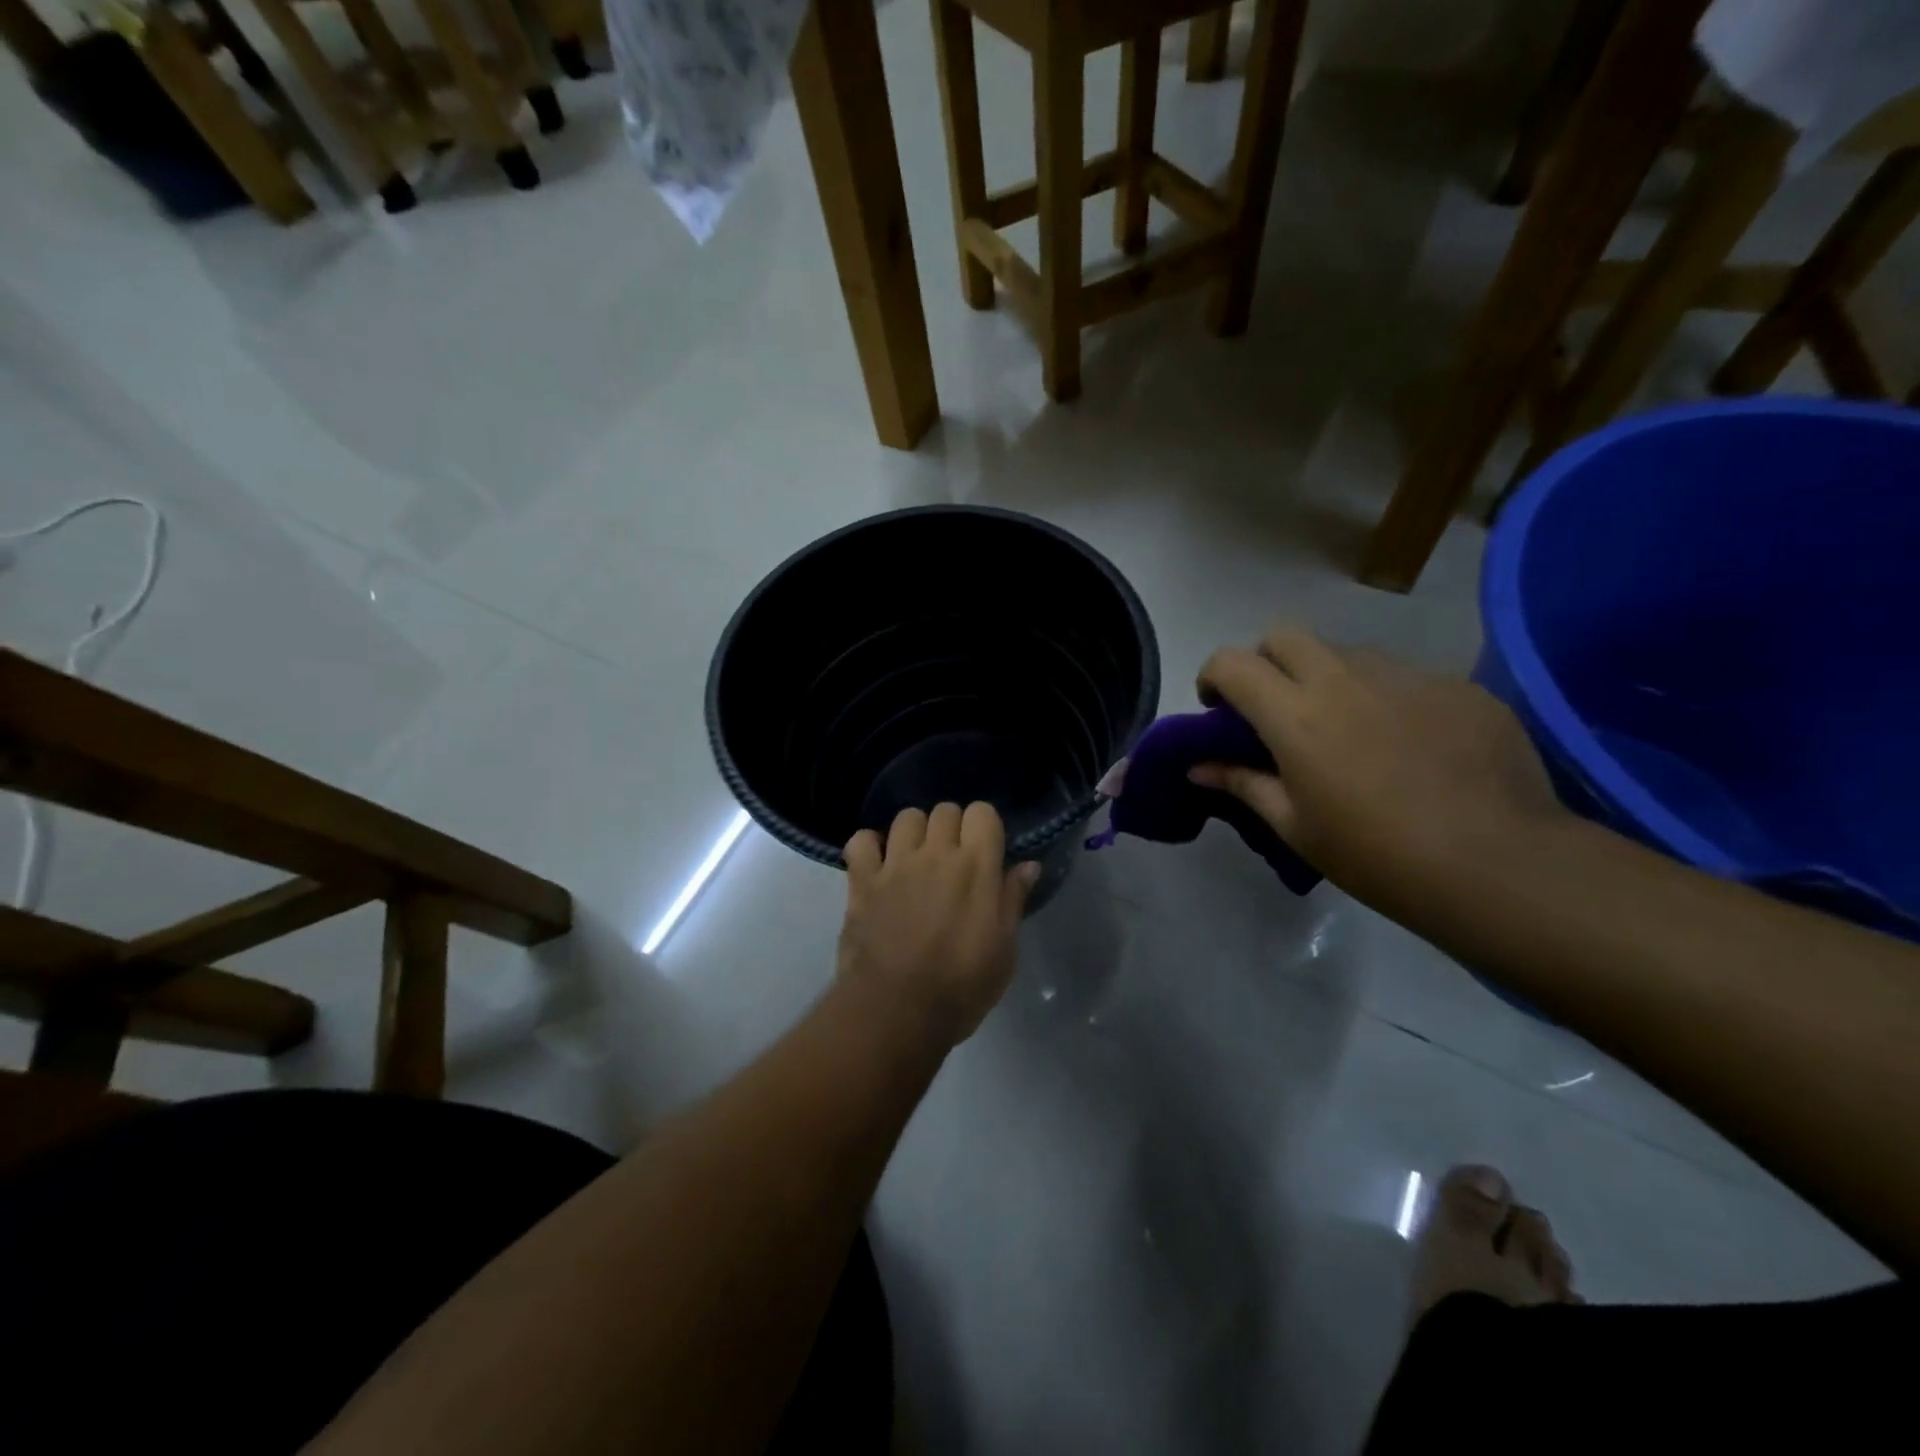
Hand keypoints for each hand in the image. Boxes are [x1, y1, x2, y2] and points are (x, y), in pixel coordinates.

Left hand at [838, 803, 1038, 1046]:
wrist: (897, 1012)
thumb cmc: (962, 987)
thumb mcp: (1004, 950)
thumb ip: (1013, 900)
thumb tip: (1028, 865)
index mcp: (976, 867)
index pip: (982, 812)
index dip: (984, 827)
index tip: (985, 850)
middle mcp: (936, 854)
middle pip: (945, 809)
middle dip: (952, 827)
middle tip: (952, 858)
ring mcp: (895, 864)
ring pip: (906, 817)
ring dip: (914, 832)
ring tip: (915, 858)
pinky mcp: (862, 881)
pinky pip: (861, 840)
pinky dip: (868, 847)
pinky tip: (877, 865)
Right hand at [1191, 625, 1568, 919]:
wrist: (1499, 865)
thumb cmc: (1376, 854)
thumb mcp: (1295, 827)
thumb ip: (1243, 783)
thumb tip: (1198, 766)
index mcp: (1295, 714)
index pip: (1232, 662)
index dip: (1213, 677)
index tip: (1218, 710)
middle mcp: (1344, 678)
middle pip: (1284, 635)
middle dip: (1265, 662)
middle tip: (1277, 710)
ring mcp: (1406, 676)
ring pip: (1347, 652)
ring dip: (1327, 677)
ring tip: (1348, 730)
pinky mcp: (1457, 685)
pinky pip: (1404, 677)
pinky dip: (1386, 698)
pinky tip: (1410, 746)